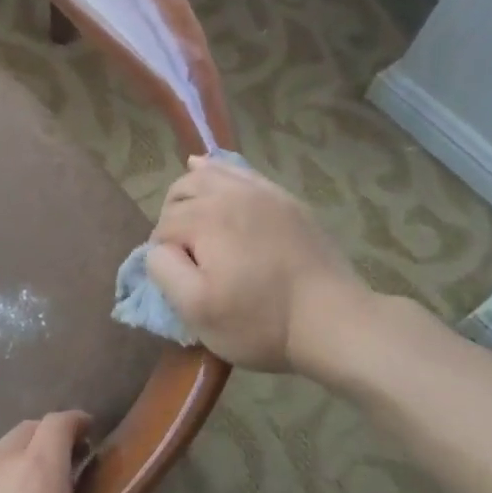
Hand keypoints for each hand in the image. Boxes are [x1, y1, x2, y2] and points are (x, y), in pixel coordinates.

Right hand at [145, 155, 371, 375]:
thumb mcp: (196, 309)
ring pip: (210, 174)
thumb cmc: (259, 321)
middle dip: (172, 218)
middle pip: (181, 192)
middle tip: (185, 256)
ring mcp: (263, 192)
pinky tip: (209, 170)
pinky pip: (242, 174)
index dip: (161, 255)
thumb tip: (159, 248)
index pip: (162, 227)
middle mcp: (230, 193)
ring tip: (191, 217)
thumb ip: (164, 270)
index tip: (178, 282)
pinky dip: (220, 171)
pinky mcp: (286, 200)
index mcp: (204, 218)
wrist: (333, 321)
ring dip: (191, 191)